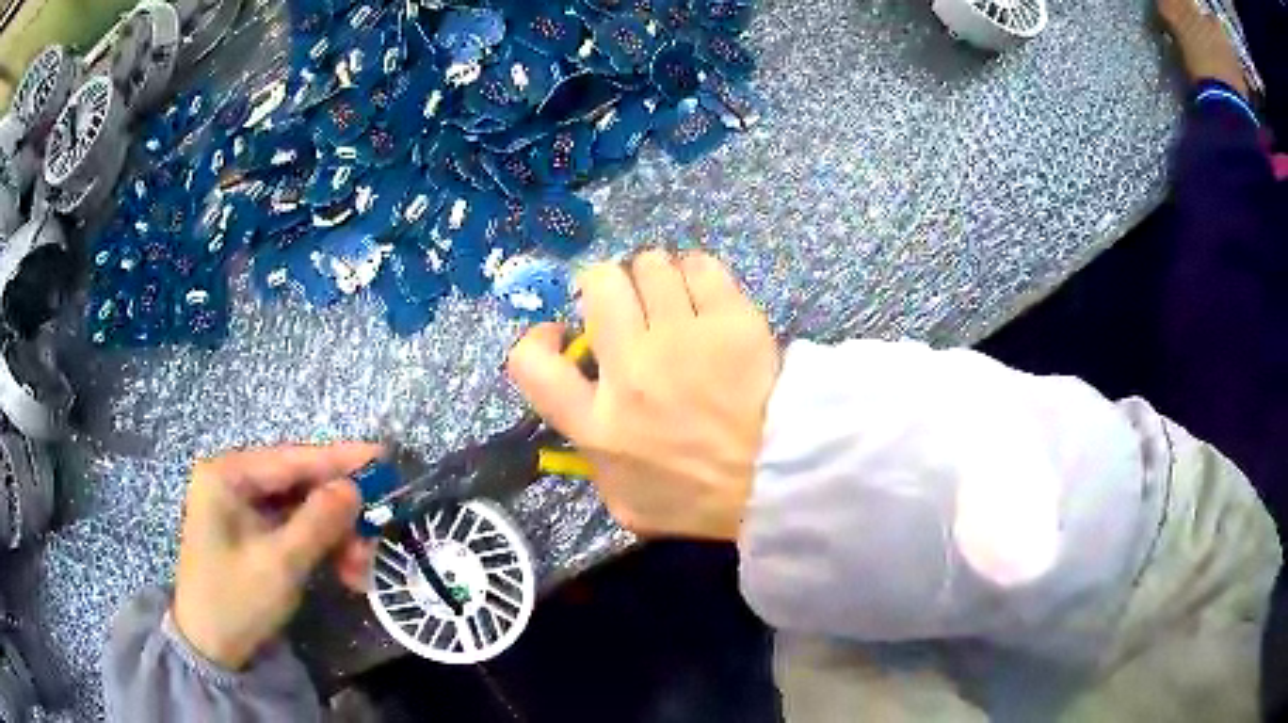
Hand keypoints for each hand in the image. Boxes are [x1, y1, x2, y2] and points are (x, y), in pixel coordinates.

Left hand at [172, 443, 379, 669]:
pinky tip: (344, 572)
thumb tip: (355, 487)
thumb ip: (317, 522)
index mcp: (227, 476)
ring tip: (360, 570)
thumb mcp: (280, 564)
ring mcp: (241, 508)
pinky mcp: (250, 532)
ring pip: (301, 509)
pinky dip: (321, 548)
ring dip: (335, 537)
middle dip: (339, 514)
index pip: (292, 459)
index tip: (383, 457)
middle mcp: (233, 482)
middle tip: (375, 539)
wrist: (210, 649)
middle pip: (299, 485)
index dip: (340, 459)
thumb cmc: (236, 601)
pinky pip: (293, 529)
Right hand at [507, 250, 779, 539]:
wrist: (778, 483)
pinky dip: (697, 273)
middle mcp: (630, 370)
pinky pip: (701, 265)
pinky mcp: (730, 321)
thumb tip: (588, 411)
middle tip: (629, 307)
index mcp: (596, 422)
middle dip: (606, 286)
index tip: (562, 337)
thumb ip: (595, 456)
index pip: (530, 363)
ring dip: (654, 277)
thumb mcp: (625, 502)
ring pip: (649, 264)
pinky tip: (706, 295)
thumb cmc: (699, 501)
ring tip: (673, 299)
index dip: (537, 339)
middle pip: (599, 285)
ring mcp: (682, 339)